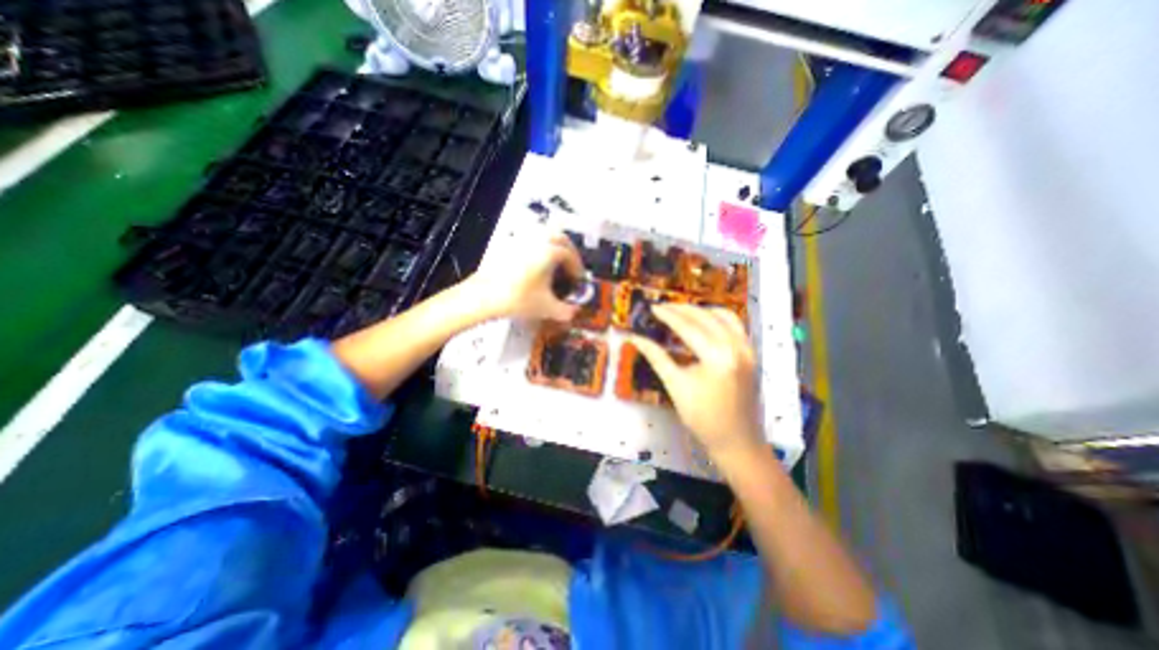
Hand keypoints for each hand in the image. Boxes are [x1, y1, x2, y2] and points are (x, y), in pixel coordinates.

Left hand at [465, 233, 584, 320]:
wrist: (482, 297)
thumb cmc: (517, 299)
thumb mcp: (547, 308)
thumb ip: (566, 311)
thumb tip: (575, 311)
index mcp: (550, 251)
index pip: (571, 255)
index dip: (578, 268)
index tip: (578, 281)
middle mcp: (537, 239)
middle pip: (560, 238)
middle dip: (569, 252)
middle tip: (570, 267)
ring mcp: (521, 239)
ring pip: (544, 234)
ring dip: (554, 246)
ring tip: (554, 264)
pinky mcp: (507, 243)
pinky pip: (529, 239)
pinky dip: (538, 247)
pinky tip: (535, 264)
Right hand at [631, 302, 767, 462]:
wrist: (737, 442)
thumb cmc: (702, 418)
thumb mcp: (676, 386)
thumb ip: (657, 357)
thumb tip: (635, 339)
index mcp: (717, 356)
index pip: (688, 327)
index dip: (668, 315)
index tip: (652, 307)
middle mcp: (736, 346)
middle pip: (706, 317)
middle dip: (682, 309)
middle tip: (663, 307)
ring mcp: (747, 349)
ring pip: (724, 316)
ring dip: (701, 310)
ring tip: (682, 312)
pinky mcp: (751, 354)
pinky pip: (736, 325)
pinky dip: (718, 318)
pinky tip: (705, 322)